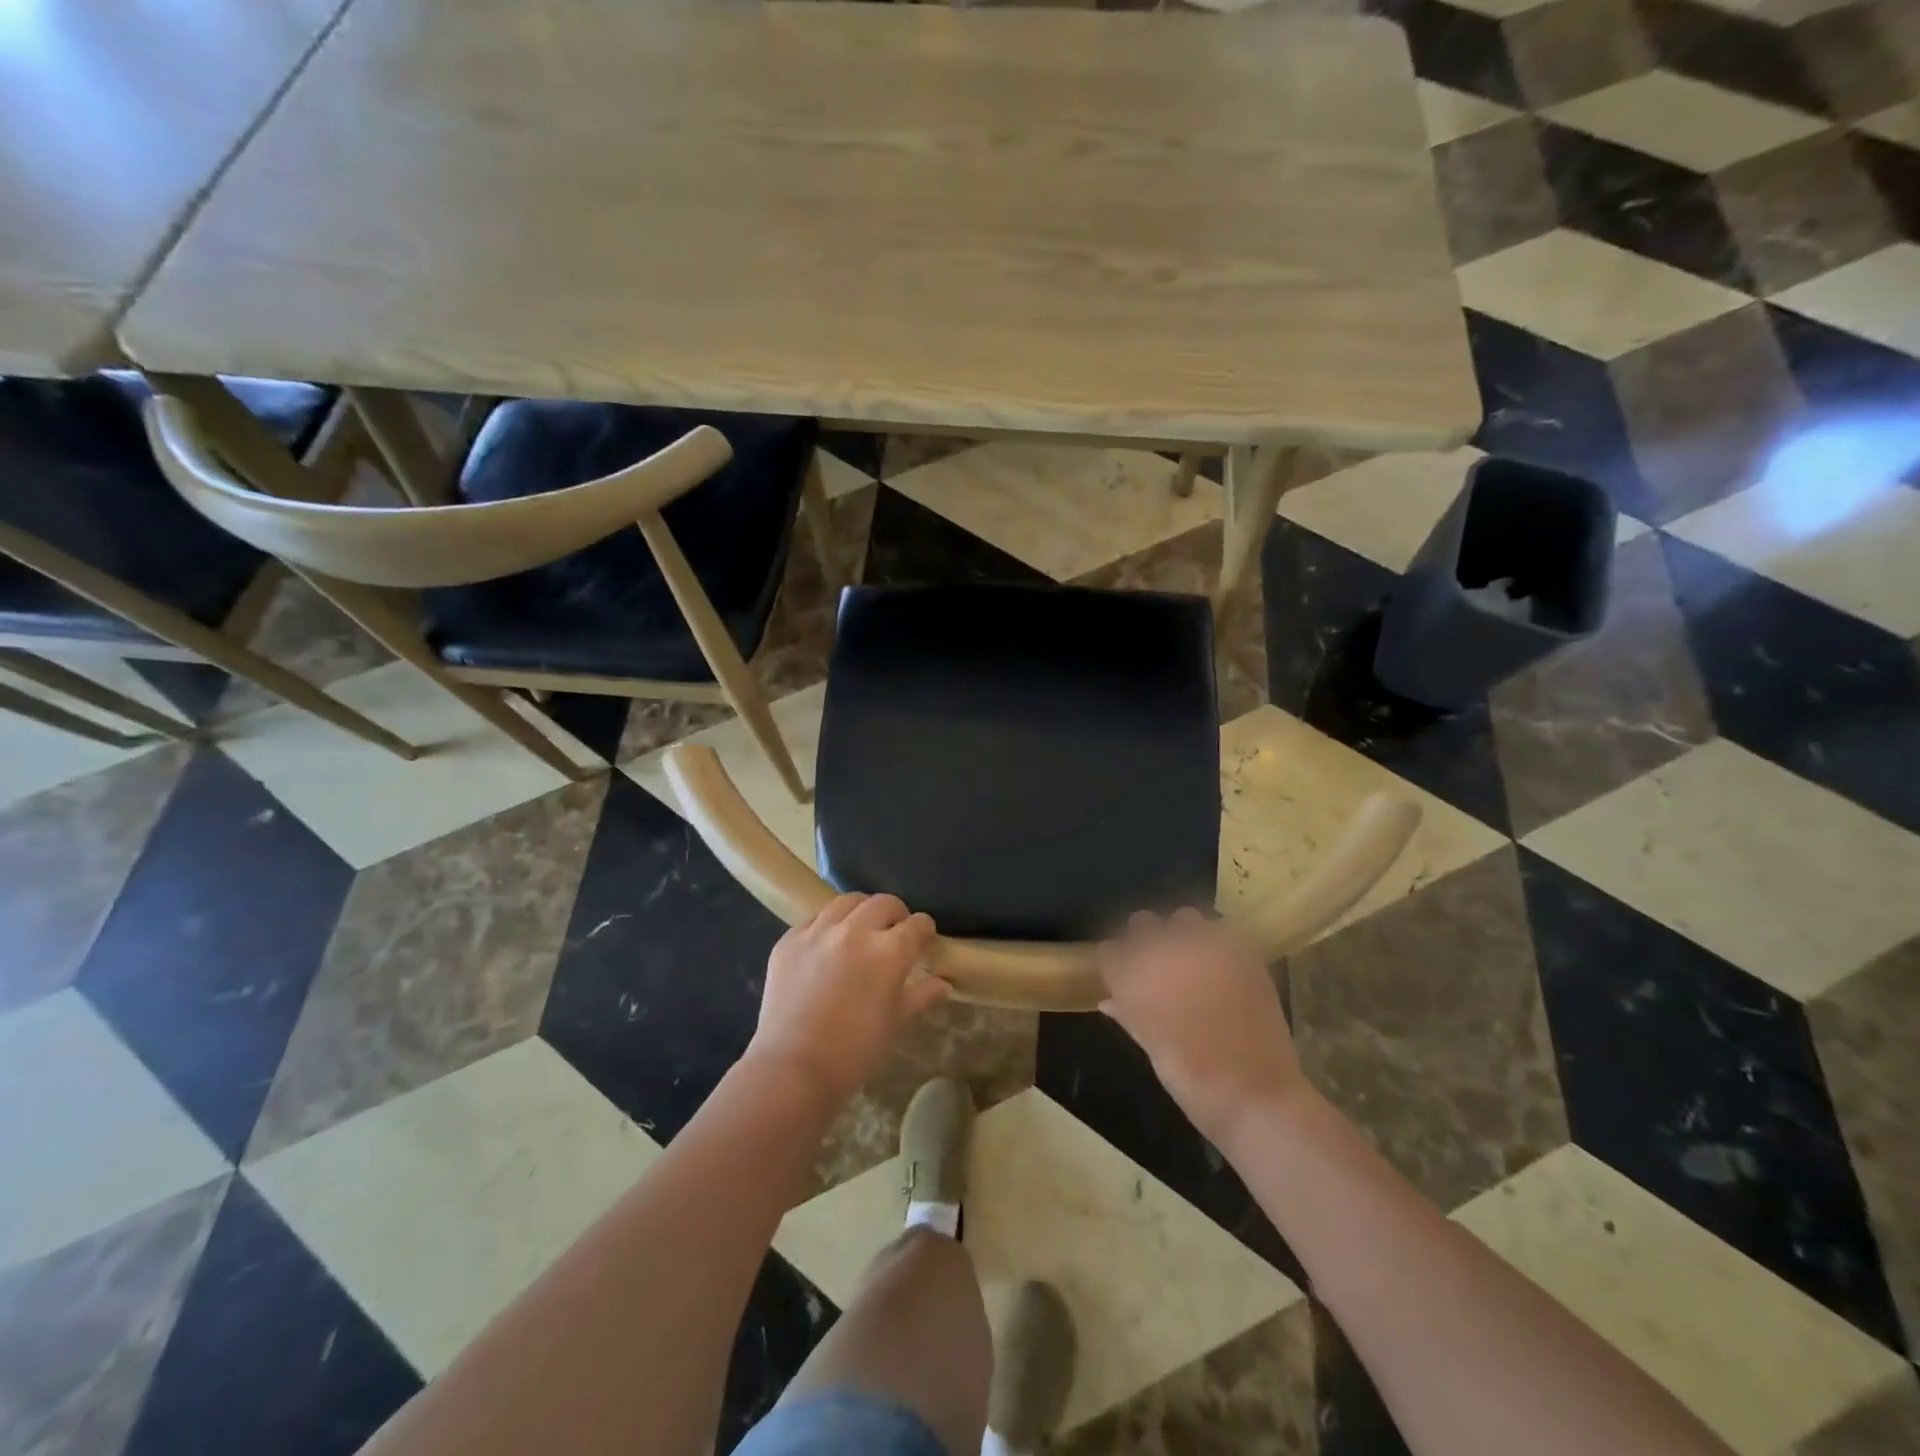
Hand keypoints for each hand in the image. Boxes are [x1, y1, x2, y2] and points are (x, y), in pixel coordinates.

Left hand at [746, 893, 945, 1107]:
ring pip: (847, 902)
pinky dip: (827, 926)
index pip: (917, 924)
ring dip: (861, 911)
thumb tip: (944, 983)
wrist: (793, 1068)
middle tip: (894, 932)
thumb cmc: (855, 1052)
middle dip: (896, 914)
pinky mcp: (790, 940)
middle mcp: (855, 931)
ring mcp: (819, 932)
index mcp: (889, 951)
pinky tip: (827, 946)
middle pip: (883, 903)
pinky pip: (814, 919)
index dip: (924, 930)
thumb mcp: (896, 1023)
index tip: (924, 940)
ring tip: (860, 930)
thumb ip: (921, 995)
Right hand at [1097, 908, 1311, 1148]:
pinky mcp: (1242, 951)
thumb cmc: (1191, 1079)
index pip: (1109, 951)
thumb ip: (1128, 1014)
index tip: (1121, 976)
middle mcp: (1164, 951)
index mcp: (1134, 976)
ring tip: (1192, 960)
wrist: (1254, 1093)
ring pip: (1184, 918)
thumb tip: (1110, 1000)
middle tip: (1157, 966)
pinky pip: (1223, 933)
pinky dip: (1218, 945)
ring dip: (1183, 934)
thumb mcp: (1151, 1047)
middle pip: (1142, 923)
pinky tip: (1223, 968)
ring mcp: (1205, 946)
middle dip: (1145, 940)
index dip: (1115, 963)